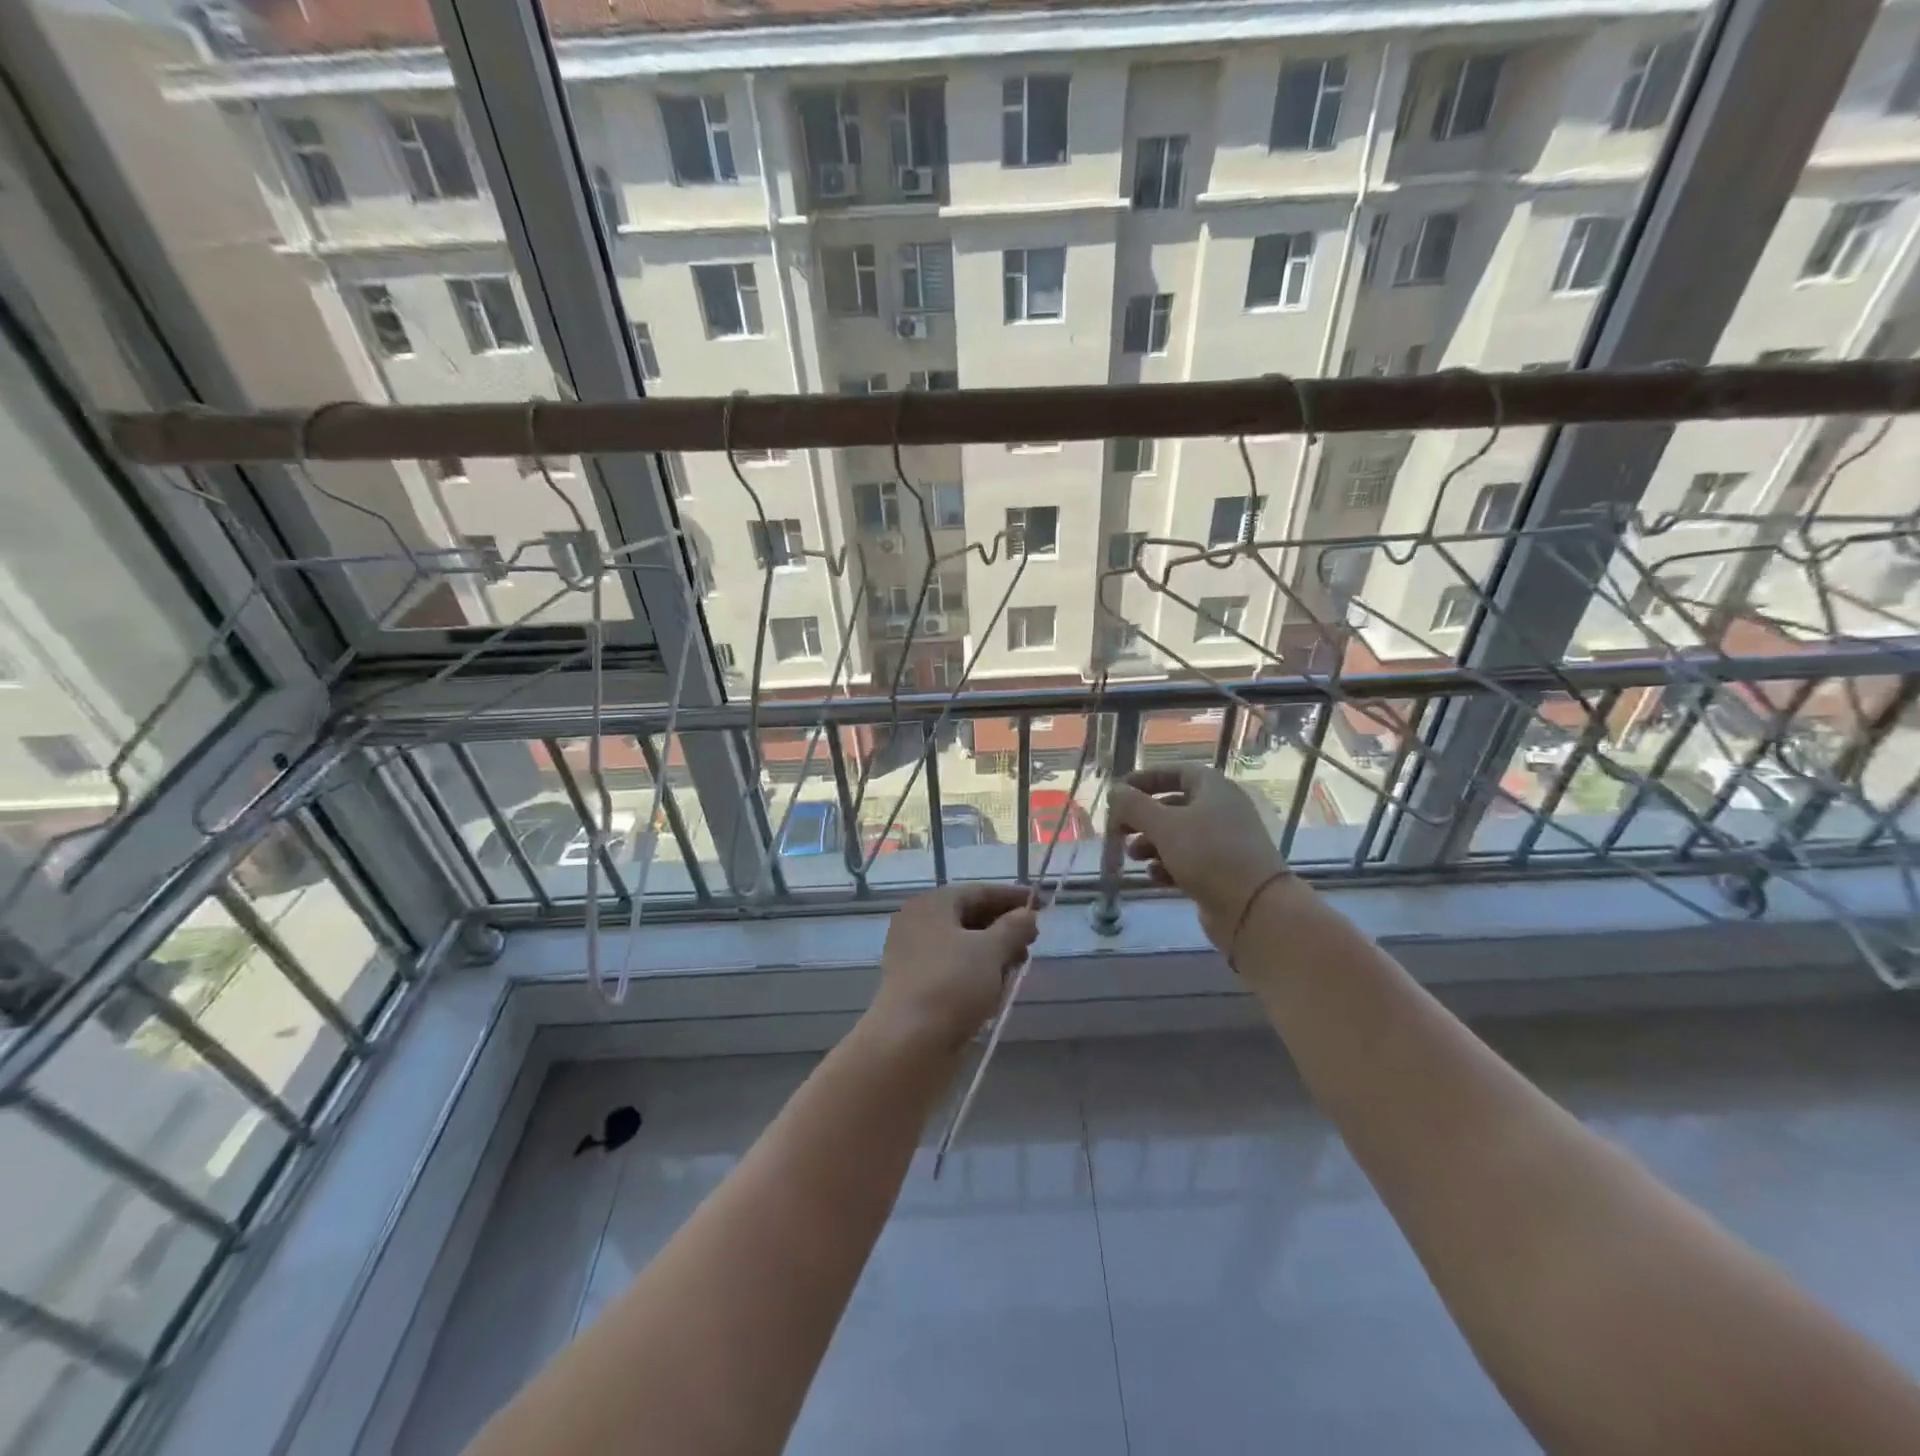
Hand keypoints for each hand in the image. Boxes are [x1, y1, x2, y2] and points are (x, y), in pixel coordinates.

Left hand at [867, 884, 1038, 1051]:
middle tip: (1033, 940)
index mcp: (932, 905)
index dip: (1012, 897)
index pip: (979, 891)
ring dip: (994, 953)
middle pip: (970, 917)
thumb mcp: (991, 950)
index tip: (1042, 904)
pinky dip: (977, 974)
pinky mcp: (918, 987)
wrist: (909, 1043)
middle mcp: (919, 924)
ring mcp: (915, 957)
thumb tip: (1027, 915)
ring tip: (1018, 967)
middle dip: (1004, 928)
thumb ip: (1014, 927)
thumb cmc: (952, 983)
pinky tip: (997, 989)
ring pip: (964, 946)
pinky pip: (954, 970)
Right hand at [1108, 764, 1292, 948]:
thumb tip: (1115, 791)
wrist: (1254, 908)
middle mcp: (1221, 810)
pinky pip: (1188, 860)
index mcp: (1213, 788)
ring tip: (1132, 856)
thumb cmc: (1208, 855)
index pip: (1175, 772)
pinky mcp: (1221, 871)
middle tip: (1118, 828)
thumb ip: (1135, 806)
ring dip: (1151, 843)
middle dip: (1143, 817)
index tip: (1118, 792)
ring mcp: (1223, 842)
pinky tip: (1154, 876)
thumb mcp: (1164, 826)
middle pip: (1173, 805)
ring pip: (1178, 835)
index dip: (1145, 779)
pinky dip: (1167, 865)